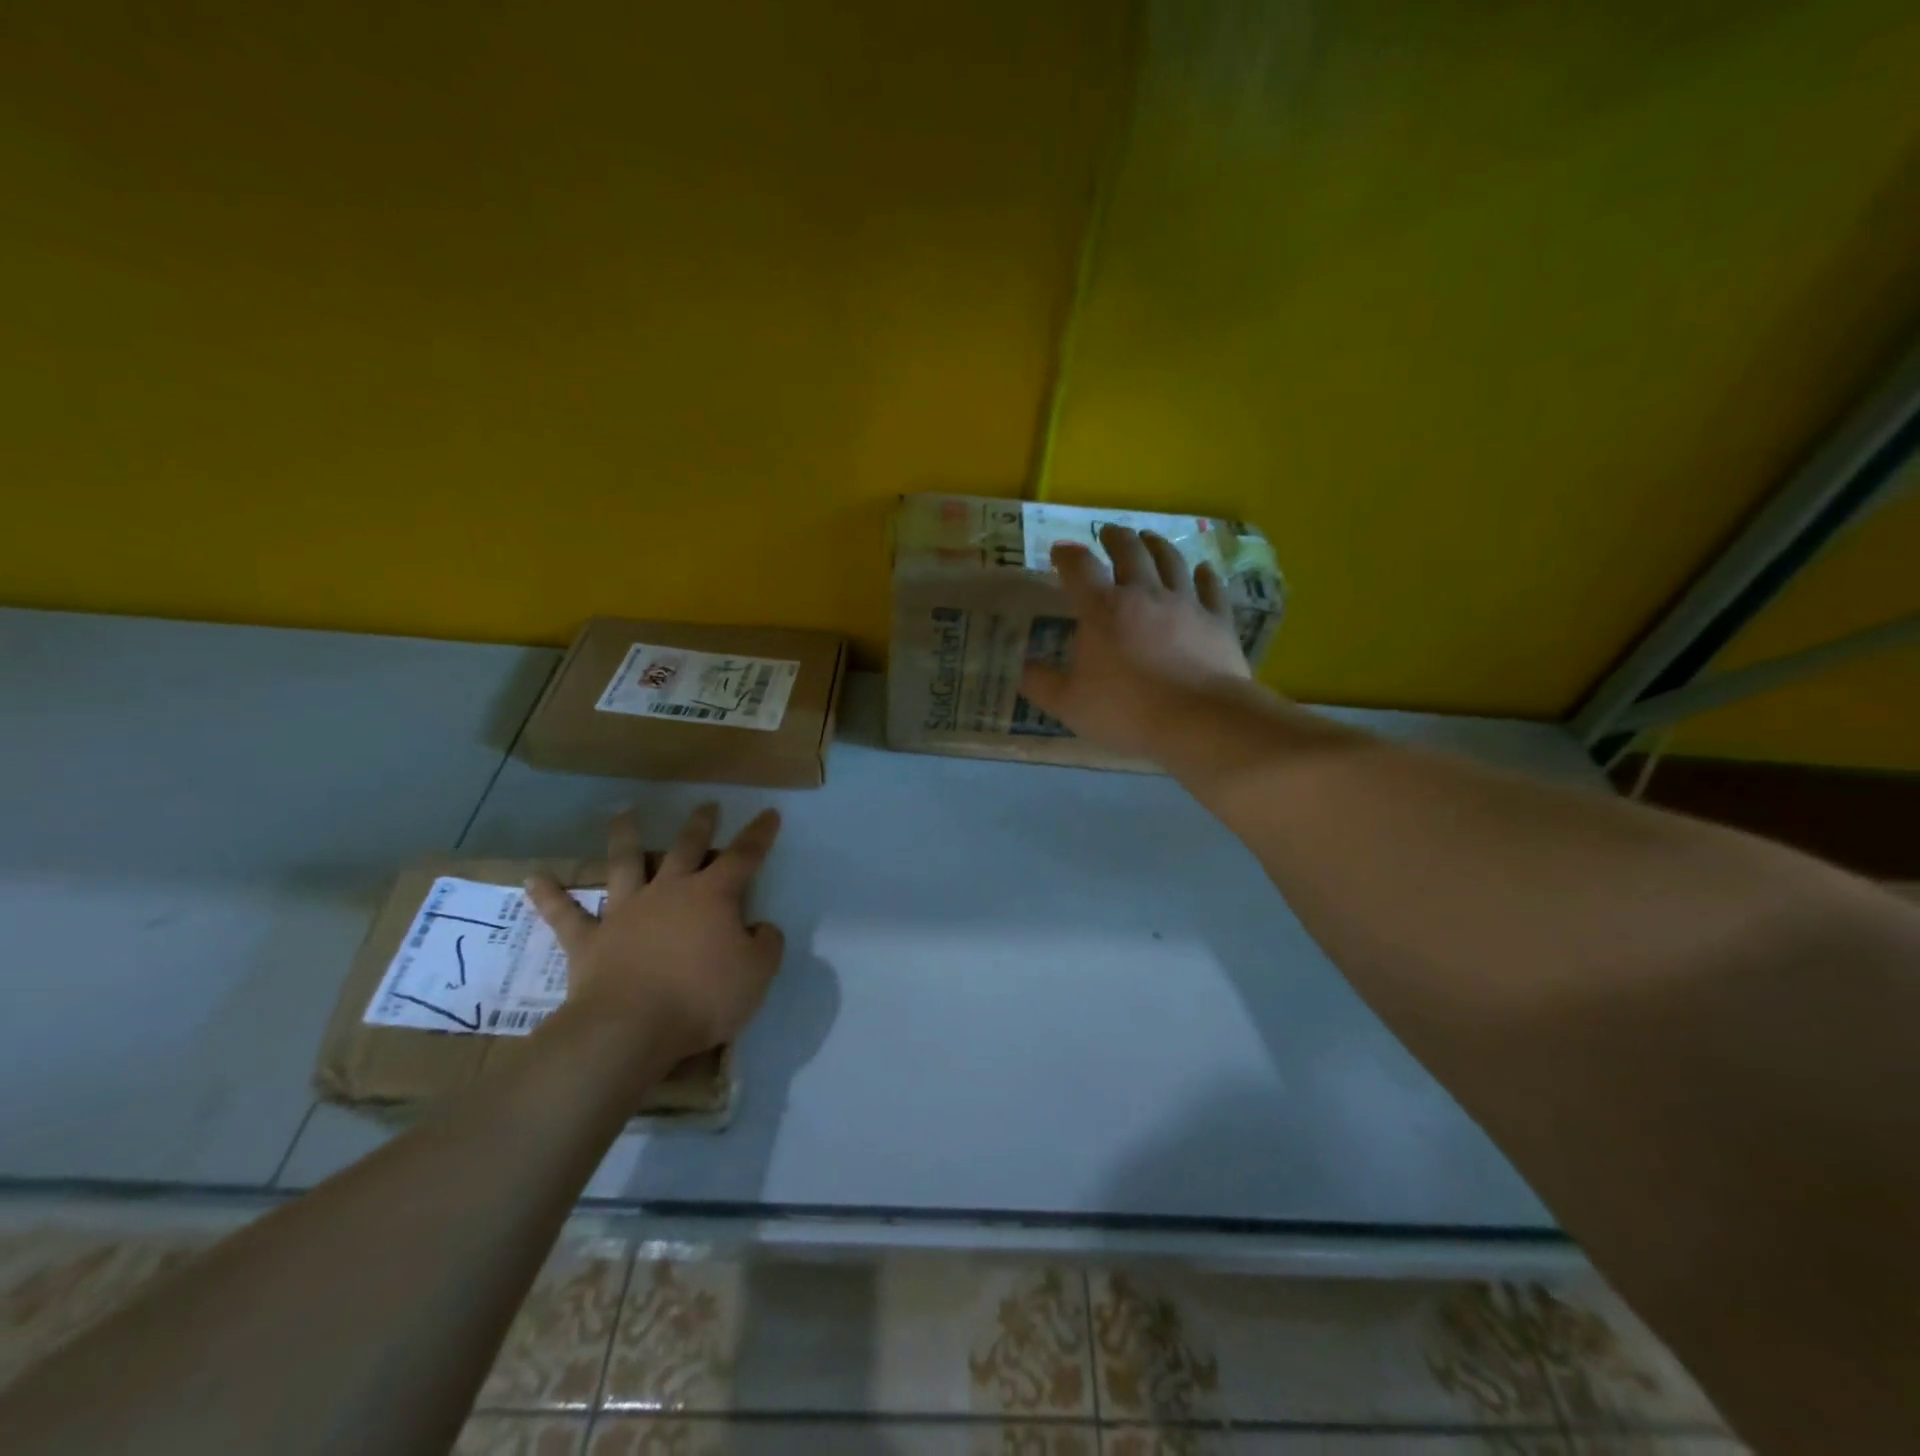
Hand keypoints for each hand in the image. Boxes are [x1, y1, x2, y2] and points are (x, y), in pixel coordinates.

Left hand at [525, 805, 783, 1061]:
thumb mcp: (757, 974)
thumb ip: (766, 944)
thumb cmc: (701, 999)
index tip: (769, 813)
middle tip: (706, 806)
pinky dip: (550, 895)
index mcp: (712, 896)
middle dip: (700, 825)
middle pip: (686, 848)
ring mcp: (626, 912)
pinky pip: (565, 914)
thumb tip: (760, 927)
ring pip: (624, 864)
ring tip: (622, 813)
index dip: (759, 834)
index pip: (744, 857)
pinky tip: (534, 878)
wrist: (630, 1029)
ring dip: (624, 836)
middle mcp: (669, 892)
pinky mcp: (589, 940)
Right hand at [1019, 524, 1251, 760]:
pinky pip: (1211, 587)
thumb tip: (1020, 667)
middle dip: (1116, 537)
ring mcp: (1186, 603)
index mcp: (1103, 609)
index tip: (1059, 552)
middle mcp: (1144, 594)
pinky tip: (1203, 570)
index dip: (1067, 555)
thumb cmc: (1127, 711)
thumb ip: (1040, 683)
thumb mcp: (1069, 704)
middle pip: (1130, 551)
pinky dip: (1205, 575)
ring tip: (1149, 538)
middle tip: (1109, 532)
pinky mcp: (1217, 619)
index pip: (1079, 568)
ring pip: (1171, 560)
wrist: (1199, 720)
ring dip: (1157, 545)